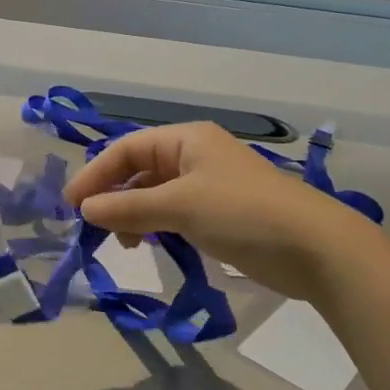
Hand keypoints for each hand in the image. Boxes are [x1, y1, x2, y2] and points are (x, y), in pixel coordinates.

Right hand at [63, 122, 375, 298]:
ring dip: (132, 215)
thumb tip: (84, 210)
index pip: (126, 149)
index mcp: (186, 139)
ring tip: (124, 244)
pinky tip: (148, 246)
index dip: (96, 173)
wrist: (316, 249)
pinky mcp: (218, 215)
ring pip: (154, 194)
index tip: (72, 206)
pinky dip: (154, 227)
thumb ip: (129, 208)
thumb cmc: (243, 213)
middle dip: (112, 195)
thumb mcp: (180, 206)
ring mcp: (207, 186)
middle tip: (91, 227)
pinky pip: (172, 214)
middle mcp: (194, 155)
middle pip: (138, 170)